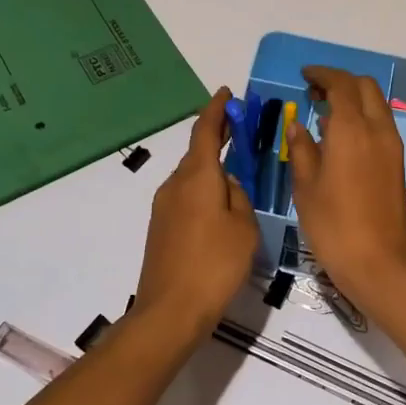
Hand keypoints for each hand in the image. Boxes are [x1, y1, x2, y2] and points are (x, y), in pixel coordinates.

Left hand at [135, 88, 258, 341]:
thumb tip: (228, 184)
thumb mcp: (244, 227)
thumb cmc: (215, 264)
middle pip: (197, 152)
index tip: (227, 93)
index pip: (205, 131)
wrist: (171, 310)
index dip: (217, 110)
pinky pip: (186, 197)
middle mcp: (175, 185)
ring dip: (212, 167)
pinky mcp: (161, 228)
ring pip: (192, 177)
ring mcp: (164, 207)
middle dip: (218, 137)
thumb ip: (239, 196)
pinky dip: (204, 190)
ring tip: (238, 172)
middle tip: (241, 129)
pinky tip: (221, 207)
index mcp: (197, 177)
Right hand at [286, 66, 405, 303]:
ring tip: (324, 114)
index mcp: (352, 129)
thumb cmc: (333, 225)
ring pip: (376, 105)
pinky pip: (381, 125)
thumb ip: (302, 149)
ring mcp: (392, 147)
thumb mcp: (305, 187)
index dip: (322, 74)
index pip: (341, 84)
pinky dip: (362, 118)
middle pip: (365, 88)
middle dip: (341, 82)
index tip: (304, 76)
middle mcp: (378, 130)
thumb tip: (299, 126)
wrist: (378, 262)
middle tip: (314, 93)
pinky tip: (340, 138)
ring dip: (353, 100)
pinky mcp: (397, 164)